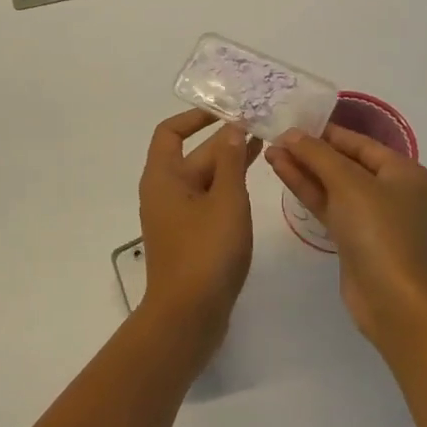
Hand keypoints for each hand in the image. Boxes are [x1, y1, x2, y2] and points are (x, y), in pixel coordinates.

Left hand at [138, 111, 261, 361]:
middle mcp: (163, 192)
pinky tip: (251, 187)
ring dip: (228, 164)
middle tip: (259, 127)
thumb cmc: (205, 253)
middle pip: (191, 155)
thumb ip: (230, 162)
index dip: (195, 117)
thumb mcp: (226, 201)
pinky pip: (206, 202)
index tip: (225, 110)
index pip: (171, 131)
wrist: (188, 317)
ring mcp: (175, 217)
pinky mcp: (188, 237)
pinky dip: (226, 189)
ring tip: (263, 149)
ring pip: (202, 180)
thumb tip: (231, 129)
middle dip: (223, 141)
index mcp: (163, 177)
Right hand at [266, 125, 426, 351]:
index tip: (292, 123)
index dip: (325, 132)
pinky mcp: (356, 239)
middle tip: (275, 139)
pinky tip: (283, 173)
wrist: (393, 301)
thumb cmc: (379, 231)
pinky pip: (330, 206)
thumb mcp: (348, 183)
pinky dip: (308, 191)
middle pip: (346, 163)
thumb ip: (318, 154)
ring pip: (334, 186)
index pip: (360, 143)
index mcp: (406, 173)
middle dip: (311, 152)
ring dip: (304, 170)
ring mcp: (374, 218)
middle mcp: (394, 192)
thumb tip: (292, 133)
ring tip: (270, 153)